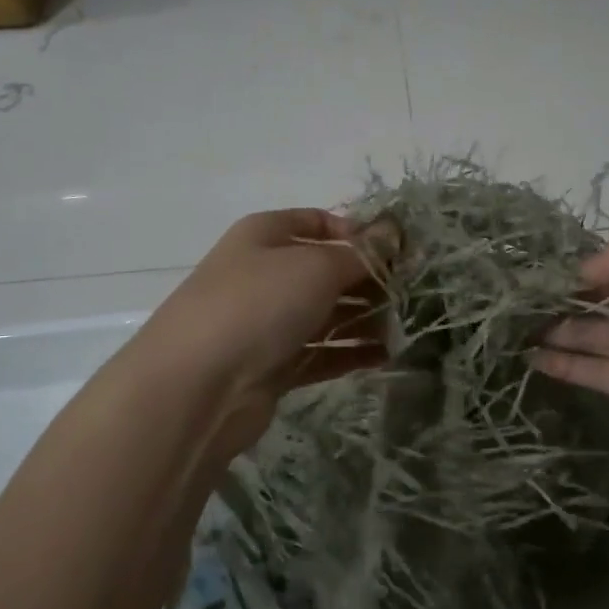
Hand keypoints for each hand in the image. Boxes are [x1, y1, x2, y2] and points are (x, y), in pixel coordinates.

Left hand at [136, 209, 395, 457]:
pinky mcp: (273, 365)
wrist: (197, 385)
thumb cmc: (259, 304)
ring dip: (365, 319)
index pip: (320, 222)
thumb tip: (395, 231)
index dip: (360, 233)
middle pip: (328, 270)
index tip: (399, 251)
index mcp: (267, 236)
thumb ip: (362, 253)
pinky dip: (351, 353)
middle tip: (411, 295)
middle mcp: (266, 274)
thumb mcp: (317, 266)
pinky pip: (321, 352)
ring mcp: (268, 322)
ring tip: (404, 328)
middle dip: (369, 281)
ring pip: (327, 314)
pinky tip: (385, 357)